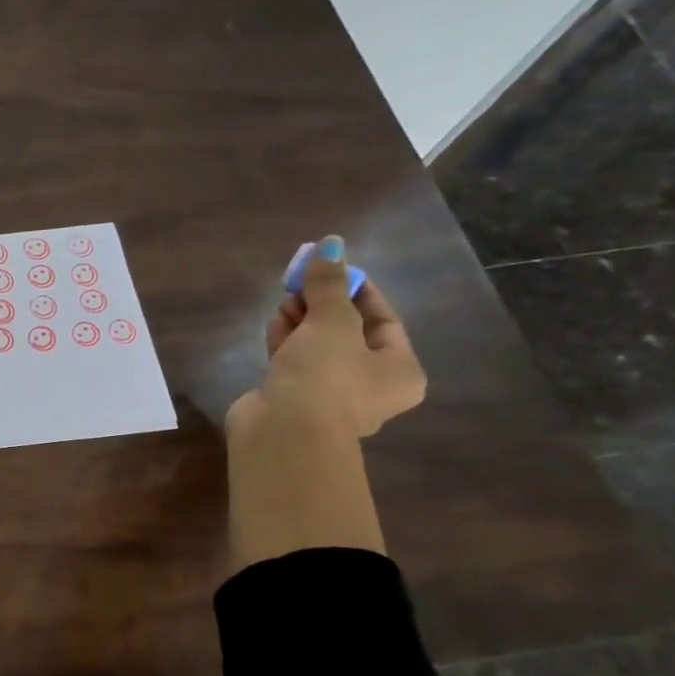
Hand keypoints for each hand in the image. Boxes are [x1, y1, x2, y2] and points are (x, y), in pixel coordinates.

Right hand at [228, 236, 425, 440]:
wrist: (282, 433)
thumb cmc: (324, 376)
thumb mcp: (331, 321)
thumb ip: (328, 284)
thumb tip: (330, 242)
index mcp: (400, 371)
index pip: (384, 320)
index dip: (357, 290)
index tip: (331, 269)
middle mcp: (371, 387)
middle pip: (349, 334)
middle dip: (323, 306)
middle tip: (300, 284)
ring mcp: (330, 398)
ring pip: (319, 349)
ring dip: (301, 323)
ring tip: (283, 303)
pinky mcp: (294, 402)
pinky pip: (294, 365)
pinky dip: (286, 344)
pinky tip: (274, 327)